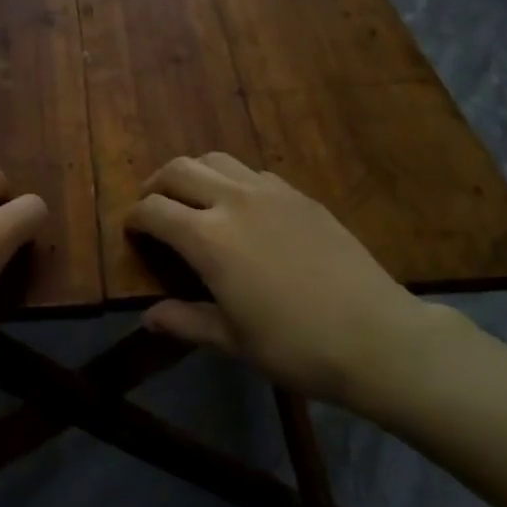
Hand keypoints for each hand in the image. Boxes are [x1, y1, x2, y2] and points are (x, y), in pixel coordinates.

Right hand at [125, 153, 466, 404]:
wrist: (375, 336)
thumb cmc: (295, 346)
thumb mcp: (232, 340)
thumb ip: (185, 321)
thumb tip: (147, 318)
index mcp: (208, 238)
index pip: (154, 210)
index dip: (135, 218)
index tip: (131, 231)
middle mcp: (233, 201)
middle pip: (179, 169)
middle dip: (156, 184)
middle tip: (153, 207)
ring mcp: (271, 192)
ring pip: (217, 160)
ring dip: (194, 173)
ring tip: (192, 199)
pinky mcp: (301, 195)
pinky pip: (253, 172)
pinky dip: (232, 180)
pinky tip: (242, 208)